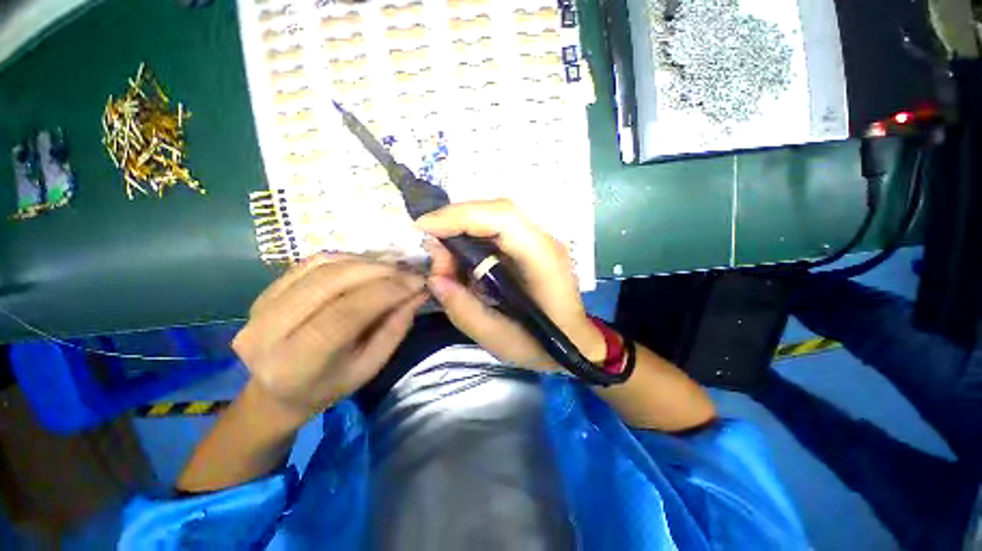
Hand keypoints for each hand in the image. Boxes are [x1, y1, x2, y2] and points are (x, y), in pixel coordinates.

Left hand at [232, 255, 426, 418]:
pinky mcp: (265, 291)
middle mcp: (270, 331)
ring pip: (322, 266)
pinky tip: (367, 265)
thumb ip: (395, 328)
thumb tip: (418, 293)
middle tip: (409, 271)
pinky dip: (346, 258)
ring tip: (393, 267)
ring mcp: (262, 306)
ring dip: (365, 261)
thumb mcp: (369, 367)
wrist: (275, 392)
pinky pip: (311, 262)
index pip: (346, 314)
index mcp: (297, 363)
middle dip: (379, 270)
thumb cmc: (329, 386)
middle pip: (331, 282)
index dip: (386, 292)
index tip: (417, 282)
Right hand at [417, 199, 604, 370]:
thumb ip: (464, 310)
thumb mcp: (499, 339)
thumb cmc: (543, 346)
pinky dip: (473, 242)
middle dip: (456, 224)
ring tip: (448, 266)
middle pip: (495, 211)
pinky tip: (464, 264)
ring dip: (463, 234)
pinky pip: (496, 232)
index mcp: (542, 259)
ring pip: (493, 219)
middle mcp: (543, 241)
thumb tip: (435, 279)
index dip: (460, 215)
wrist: (575, 343)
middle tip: (436, 256)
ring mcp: (538, 241)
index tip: (424, 228)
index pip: (503, 218)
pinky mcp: (531, 247)